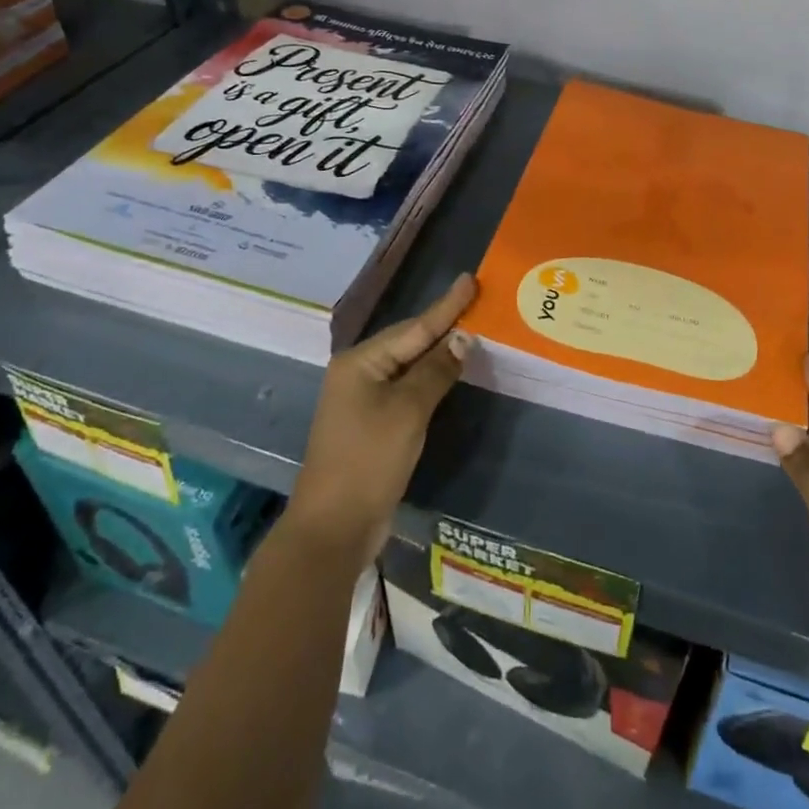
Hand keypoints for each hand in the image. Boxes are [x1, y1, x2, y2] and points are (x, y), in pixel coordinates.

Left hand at [287, 275, 476, 564]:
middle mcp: (358, 374)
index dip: (446, 305)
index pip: (414, 327)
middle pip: (408, 341)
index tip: (469, 279)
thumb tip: (462, 338)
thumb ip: (435, 370)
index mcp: (360, 362)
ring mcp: (362, 400)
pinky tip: (448, 372)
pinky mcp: (371, 424)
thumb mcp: (407, 411)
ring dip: (438, 351)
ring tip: (468, 330)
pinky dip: (429, 378)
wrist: (333, 528)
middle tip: (475, 301)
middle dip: (442, 324)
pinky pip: (406, 388)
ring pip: (408, 365)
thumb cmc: (369, 461)